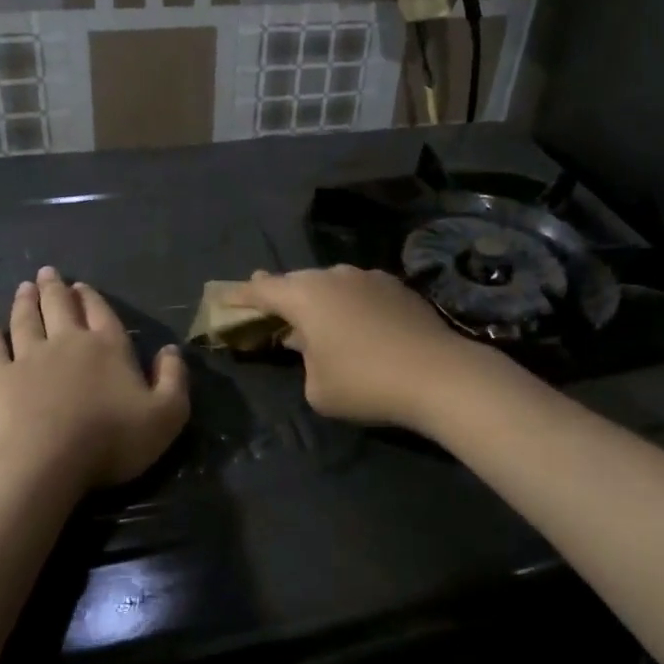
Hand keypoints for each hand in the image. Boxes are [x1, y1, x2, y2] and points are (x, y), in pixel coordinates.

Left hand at [0, 267, 189, 492]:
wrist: (45, 463)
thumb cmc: (111, 439)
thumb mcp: (166, 415)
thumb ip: (173, 379)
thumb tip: (170, 350)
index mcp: (108, 347)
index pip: (101, 313)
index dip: (91, 298)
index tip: (81, 285)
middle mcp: (67, 342)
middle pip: (59, 307)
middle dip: (54, 288)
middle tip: (46, 272)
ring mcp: (29, 358)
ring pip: (26, 320)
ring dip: (25, 302)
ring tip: (24, 287)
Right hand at [233, 266, 489, 428]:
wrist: (438, 375)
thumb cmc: (365, 383)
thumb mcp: (317, 387)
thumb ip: (303, 361)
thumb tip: (311, 344)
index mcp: (305, 296)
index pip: (262, 291)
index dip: (241, 296)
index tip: (225, 297)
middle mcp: (334, 276)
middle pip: (297, 282)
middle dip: (280, 294)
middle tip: (266, 303)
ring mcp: (368, 277)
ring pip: (331, 284)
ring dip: (318, 298)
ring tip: (314, 317)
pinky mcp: (397, 287)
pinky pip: (359, 291)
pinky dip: (348, 303)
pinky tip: (355, 322)